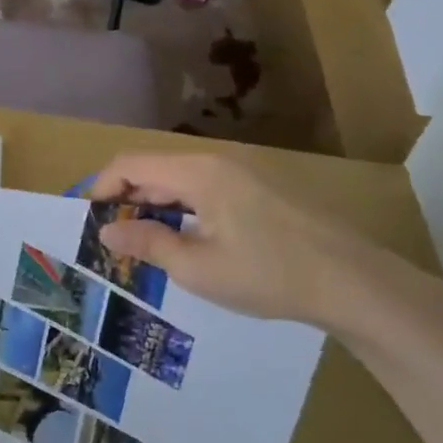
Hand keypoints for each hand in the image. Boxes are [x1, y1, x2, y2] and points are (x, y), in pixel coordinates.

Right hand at [86, 153, 380, 326]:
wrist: (352, 282)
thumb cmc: (267, 274)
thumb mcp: (196, 267)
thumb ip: (147, 243)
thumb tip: (107, 231)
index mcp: (198, 172)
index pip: (130, 163)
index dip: (102, 188)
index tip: (89, 223)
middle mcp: (217, 161)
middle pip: (154, 168)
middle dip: (126, 199)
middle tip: (113, 241)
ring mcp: (243, 172)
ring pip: (180, 179)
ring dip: (155, 206)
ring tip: (144, 245)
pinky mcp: (261, 188)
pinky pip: (205, 188)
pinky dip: (183, 208)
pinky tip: (186, 241)